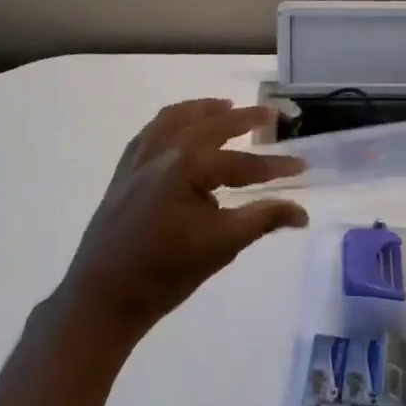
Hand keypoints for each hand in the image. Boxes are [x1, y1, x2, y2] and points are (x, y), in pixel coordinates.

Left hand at [59, 99, 308, 341]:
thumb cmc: (166, 273)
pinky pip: (153, 129)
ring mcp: (140, 156)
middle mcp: (164, 149)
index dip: (276, 166)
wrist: (103, 298)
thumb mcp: (221, 245)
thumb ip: (263, 219)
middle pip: (213, 124)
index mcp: (189, 165)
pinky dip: (174, 120)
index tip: (303, 165)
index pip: (243, 162)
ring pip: (178, 117)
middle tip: (274, 114)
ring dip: (207, 109)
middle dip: (246, 118)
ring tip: (229, 107)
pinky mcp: (125, 168)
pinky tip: (183, 127)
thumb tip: (301, 212)